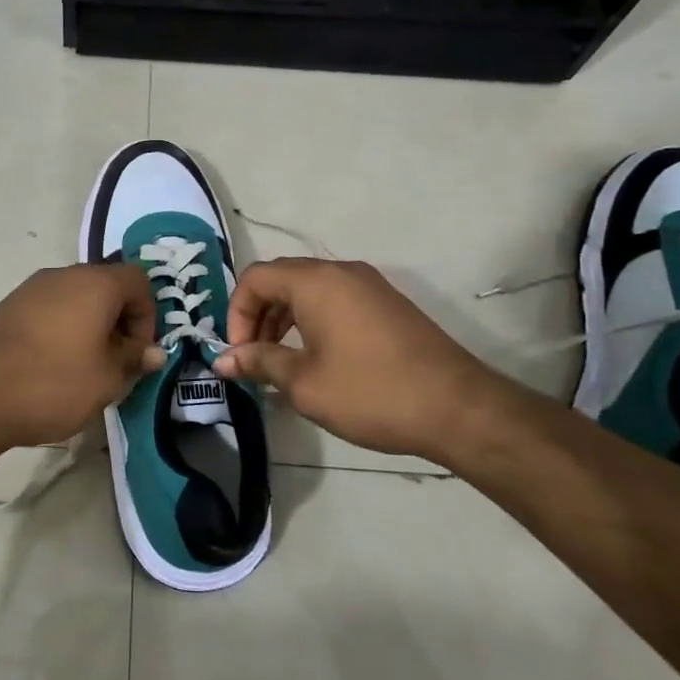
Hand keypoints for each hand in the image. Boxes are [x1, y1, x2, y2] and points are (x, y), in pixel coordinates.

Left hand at [0, 264, 164, 450]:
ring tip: (84, 369)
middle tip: (116, 362)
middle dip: (118, 322)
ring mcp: (30, 289)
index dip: (148, 315)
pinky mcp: (7, 308)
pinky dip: (61, 330)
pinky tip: (51, 367)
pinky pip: (48, 310)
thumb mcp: (107, 379)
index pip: (138, 280)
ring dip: (89, 327)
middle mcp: (63, 275)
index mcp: (95, 283)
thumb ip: (135, 360)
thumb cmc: (53, 383)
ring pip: (75, 299)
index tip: (139, 352)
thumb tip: (154, 352)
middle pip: (105, 286)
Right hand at [212, 258, 503, 462]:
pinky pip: (335, 299)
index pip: (255, 278)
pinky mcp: (387, 303)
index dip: (236, 313)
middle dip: (258, 315)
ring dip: (285, 318)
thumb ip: (260, 363)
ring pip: (309, 289)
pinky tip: (317, 358)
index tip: (239, 353)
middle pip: (281, 279)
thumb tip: (222, 359)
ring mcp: (369, 285)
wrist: (457, 408)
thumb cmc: (371, 393)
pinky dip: (313, 320)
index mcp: (316, 282)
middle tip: (254, 358)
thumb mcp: (305, 383)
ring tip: (281, 362)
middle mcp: (341, 271)